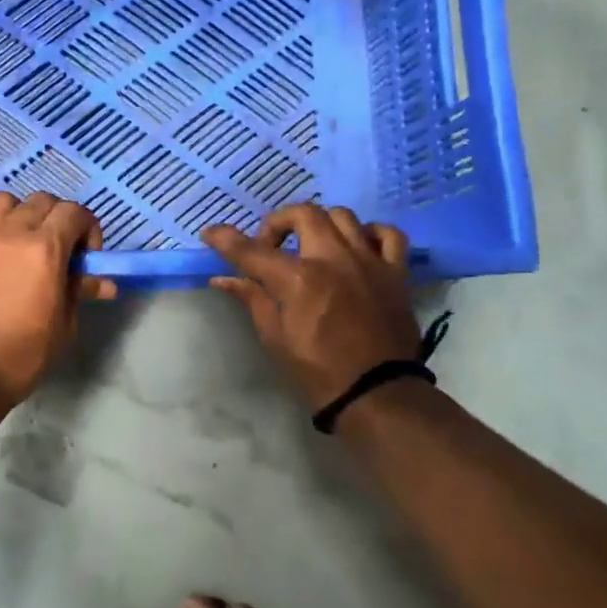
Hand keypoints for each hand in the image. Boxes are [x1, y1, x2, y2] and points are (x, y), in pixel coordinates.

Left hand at [0, 191, 117, 404]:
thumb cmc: (22, 355)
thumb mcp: (63, 325)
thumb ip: (80, 292)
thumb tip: (104, 281)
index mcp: (45, 248)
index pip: (74, 212)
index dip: (87, 229)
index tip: (84, 255)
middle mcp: (10, 232)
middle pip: (41, 201)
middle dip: (56, 219)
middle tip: (55, 249)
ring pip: (2, 201)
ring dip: (17, 215)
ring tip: (17, 242)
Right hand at [203, 204, 422, 412]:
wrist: (376, 393)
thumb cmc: (318, 370)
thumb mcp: (275, 337)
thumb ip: (252, 298)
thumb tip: (223, 279)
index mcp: (298, 278)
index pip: (252, 250)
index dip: (225, 239)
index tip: (211, 233)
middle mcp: (333, 258)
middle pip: (303, 214)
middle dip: (278, 223)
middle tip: (270, 247)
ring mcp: (369, 261)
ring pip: (343, 216)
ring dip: (320, 224)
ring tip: (312, 245)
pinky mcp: (396, 272)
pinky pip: (389, 235)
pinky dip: (371, 233)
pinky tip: (358, 246)